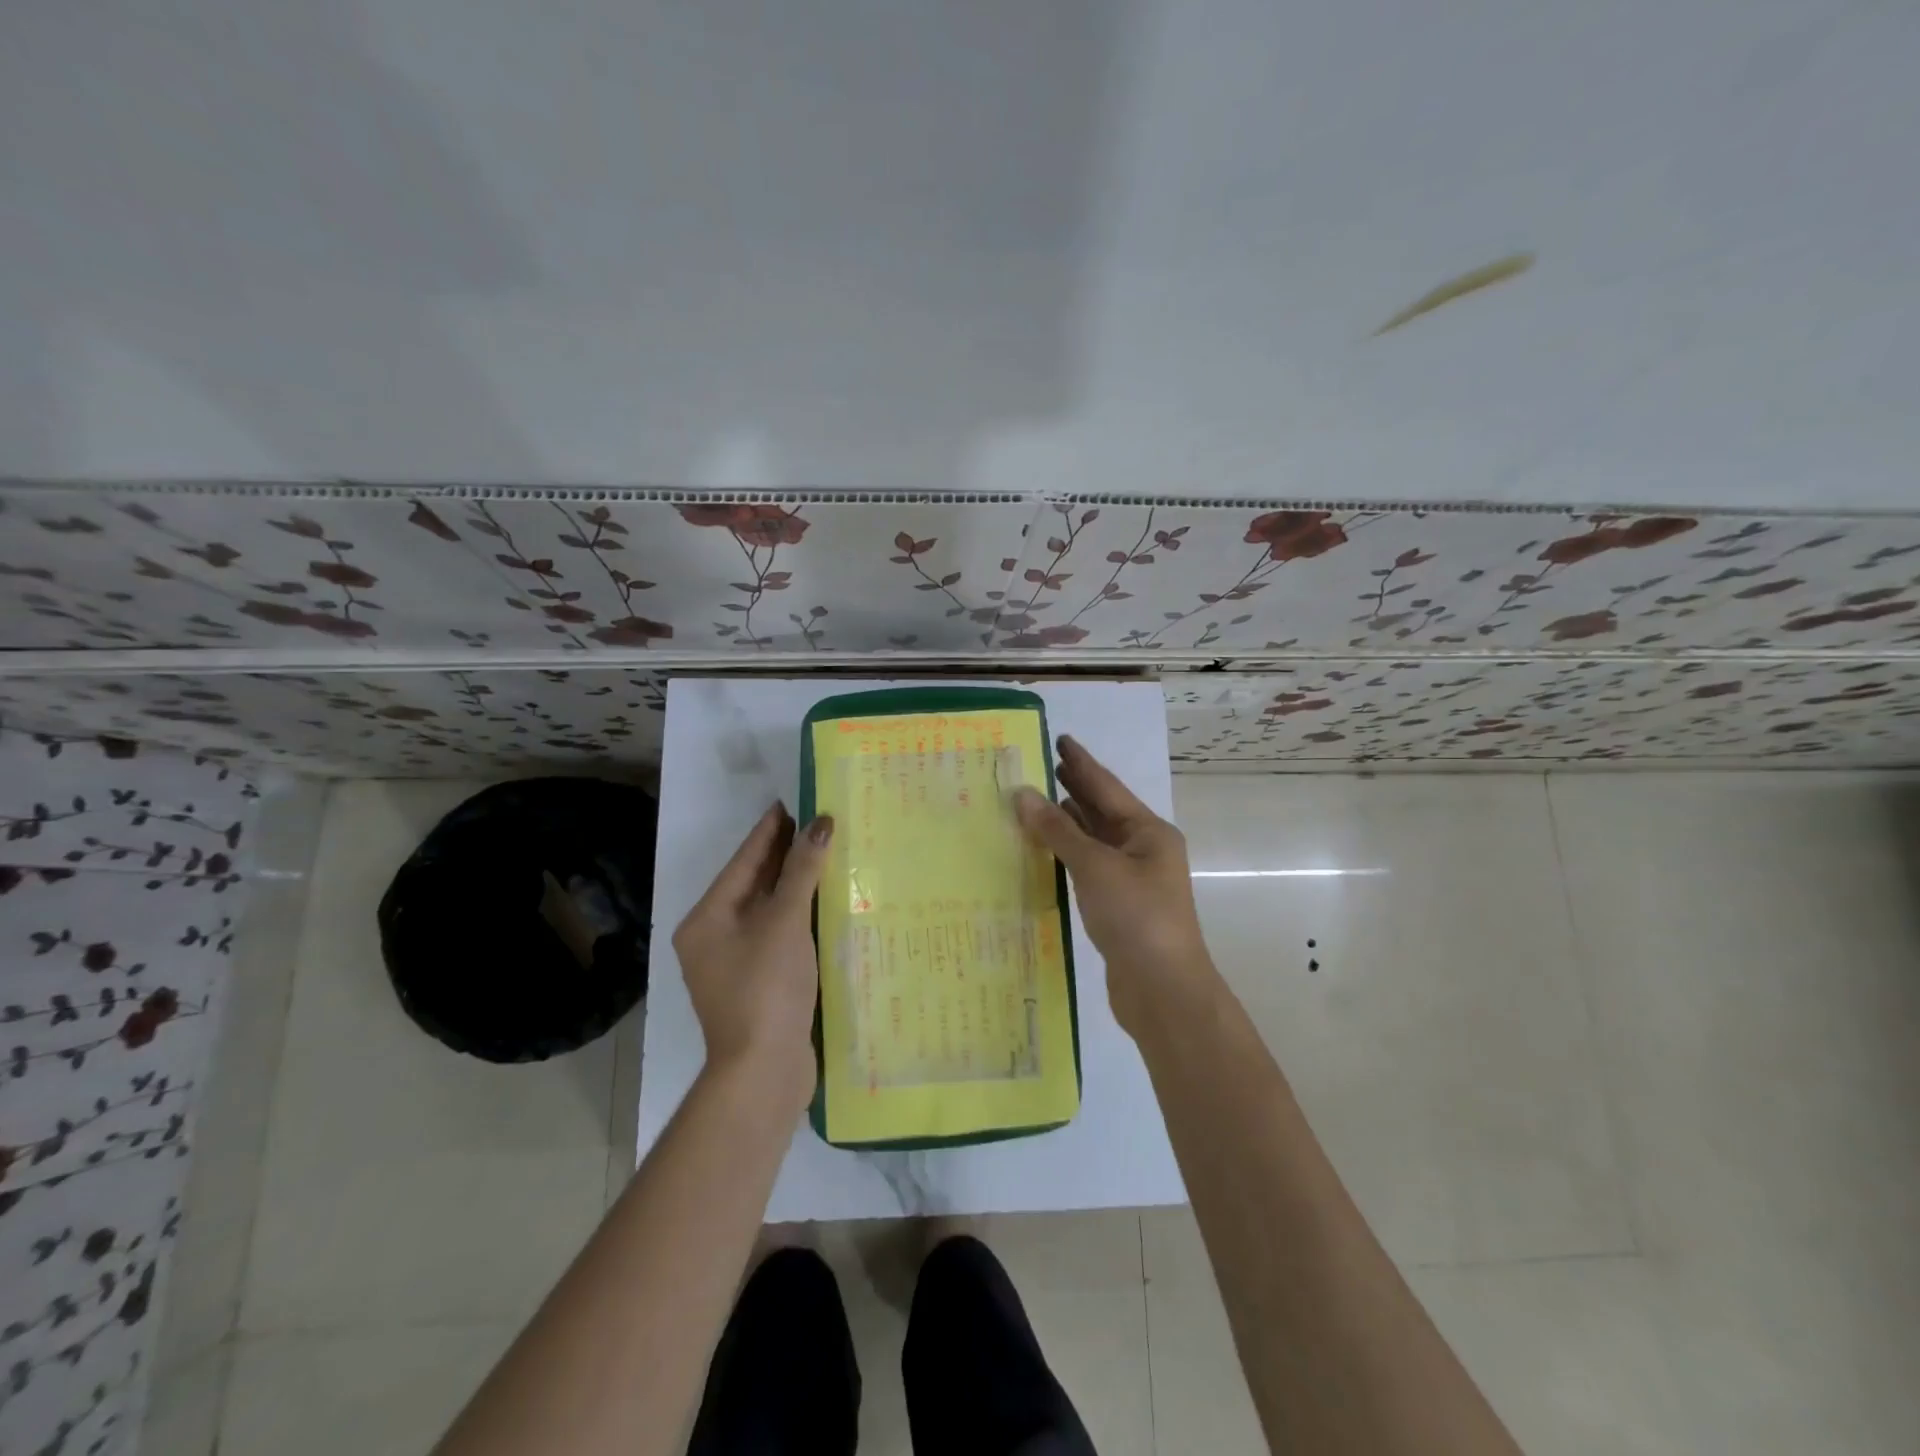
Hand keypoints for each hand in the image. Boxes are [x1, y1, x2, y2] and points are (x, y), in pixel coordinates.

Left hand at [673, 803, 832, 1102]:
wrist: (764, 1072)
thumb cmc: (766, 988)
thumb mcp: (784, 922)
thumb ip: (801, 871)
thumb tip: (821, 823)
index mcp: (707, 920)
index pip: (743, 861)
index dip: (769, 830)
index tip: (792, 801)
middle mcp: (714, 938)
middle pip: (753, 884)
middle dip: (784, 854)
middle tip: (817, 821)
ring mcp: (736, 963)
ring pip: (768, 910)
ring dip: (795, 884)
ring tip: (826, 852)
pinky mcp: (759, 983)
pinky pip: (779, 934)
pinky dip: (800, 914)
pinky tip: (826, 901)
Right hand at [1013, 736, 1213, 1033]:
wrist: (1163, 990)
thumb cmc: (1136, 917)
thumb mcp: (1096, 867)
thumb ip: (1058, 830)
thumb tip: (1023, 794)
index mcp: (1148, 832)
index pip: (1107, 787)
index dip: (1081, 762)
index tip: (1059, 739)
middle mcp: (1143, 849)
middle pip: (1102, 810)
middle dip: (1073, 788)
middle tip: (1040, 765)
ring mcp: (1131, 879)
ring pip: (1094, 840)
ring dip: (1067, 821)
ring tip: (1035, 801)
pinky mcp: (1118, 906)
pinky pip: (1088, 867)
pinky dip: (1067, 854)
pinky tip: (1045, 849)